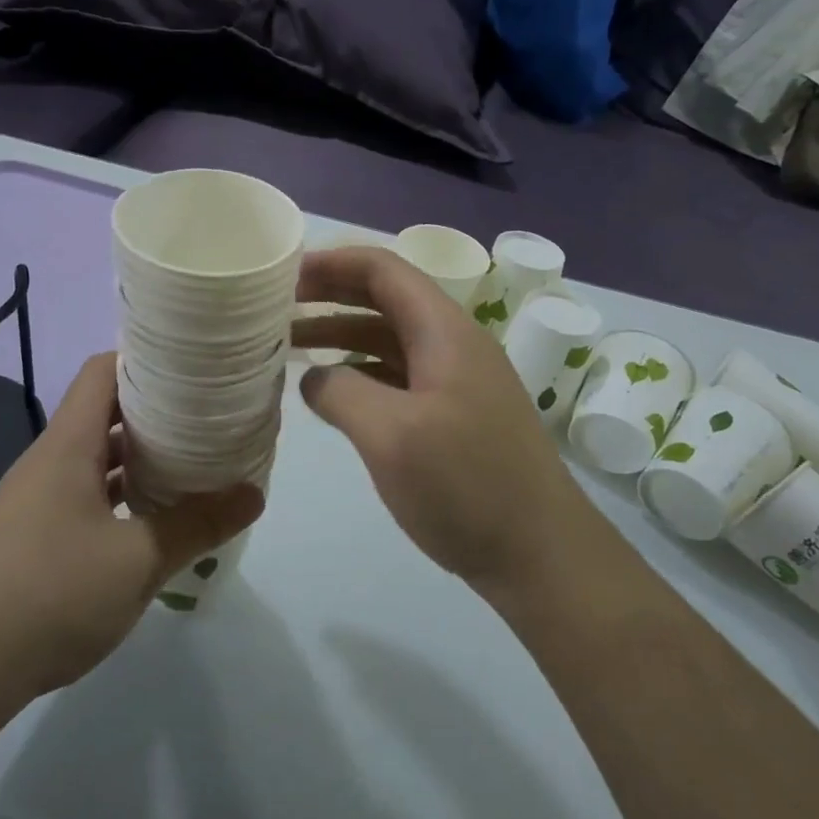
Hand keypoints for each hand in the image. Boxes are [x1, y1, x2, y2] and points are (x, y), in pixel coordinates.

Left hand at [0, 353, 263, 700]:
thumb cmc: (51, 593)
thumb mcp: (138, 560)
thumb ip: (198, 524)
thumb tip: (253, 493)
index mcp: (68, 445)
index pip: (103, 371)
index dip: (145, 359)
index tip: (192, 366)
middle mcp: (50, 461)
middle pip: (104, 413)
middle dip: (155, 411)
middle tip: (208, 416)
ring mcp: (39, 501)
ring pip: (96, 459)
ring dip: (140, 458)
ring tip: (192, 462)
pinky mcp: (35, 537)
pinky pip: (86, 497)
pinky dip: (122, 496)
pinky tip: (153, 520)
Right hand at [294, 247, 586, 593]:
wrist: (541, 555)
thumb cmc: (466, 485)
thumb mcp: (391, 435)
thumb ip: (340, 392)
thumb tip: (315, 379)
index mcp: (443, 331)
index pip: (383, 270)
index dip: (332, 263)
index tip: (283, 276)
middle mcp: (452, 345)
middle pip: (385, 299)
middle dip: (330, 296)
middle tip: (277, 307)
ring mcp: (456, 382)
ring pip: (388, 340)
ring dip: (340, 336)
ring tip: (289, 348)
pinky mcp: (454, 417)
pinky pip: (398, 376)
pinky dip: (359, 373)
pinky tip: (331, 395)